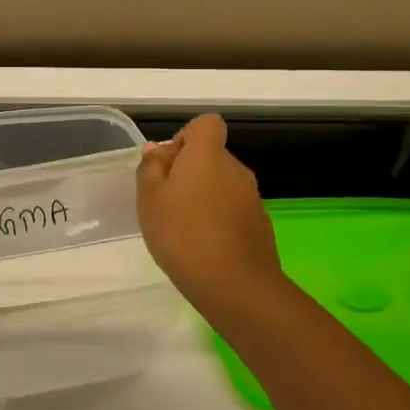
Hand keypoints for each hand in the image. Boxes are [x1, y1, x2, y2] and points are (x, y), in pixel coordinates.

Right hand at [137, 114, 283, 312]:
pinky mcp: (260, 225)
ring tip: (181, 229)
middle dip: (189, 172)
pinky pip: (233, 210)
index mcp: (208, 155)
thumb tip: (157, 149)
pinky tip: (202, 246)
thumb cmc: (182, 234)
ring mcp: (252, 198)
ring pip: (222, 185)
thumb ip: (151, 168)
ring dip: (203, 197)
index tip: (168, 165)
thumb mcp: (149, 199)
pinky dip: (218, 220)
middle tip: (165, 202)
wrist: (235, 285)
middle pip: (212, 156)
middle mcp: (235, 169)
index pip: (206, 124)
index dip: (186, 137)